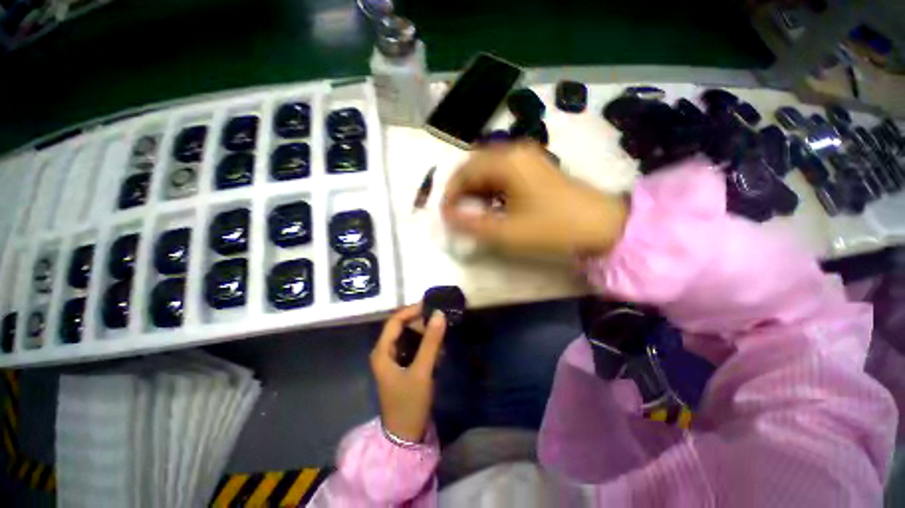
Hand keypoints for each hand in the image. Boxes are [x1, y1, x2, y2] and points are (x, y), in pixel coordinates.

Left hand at [370, 304, 446, 442]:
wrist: (405, 437)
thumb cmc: (409, 403)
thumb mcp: (422, 371)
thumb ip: (431, 342)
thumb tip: (439, 314)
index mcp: (382, 351)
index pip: (395, 321)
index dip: (412, 310)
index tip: (431, 306)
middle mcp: (385, 352)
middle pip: (402, 327)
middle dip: (421, 322)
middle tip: (440, 321)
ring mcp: (394, 360)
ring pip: (409, 337)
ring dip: (425, 334)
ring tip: (442, 335)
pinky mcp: (402, 367)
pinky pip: (414, 348)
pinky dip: (425, 345)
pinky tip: (438, 350)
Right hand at [442, 142, 628, 256]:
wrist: (601, 226)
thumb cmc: (551, 228)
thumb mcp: (506, 232)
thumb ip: (471, 224)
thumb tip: (447, 216)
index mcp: (506, 161)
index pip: (464, 172)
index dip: (450, 194)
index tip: (445, 216)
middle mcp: (514, 152)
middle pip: (475, 167)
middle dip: (462, 192)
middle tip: (458, 215)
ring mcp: (527, 159)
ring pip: (488, 171)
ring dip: (476, 191)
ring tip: (473, 214)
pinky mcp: (535, 169)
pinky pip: (503, 175)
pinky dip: (491, 191)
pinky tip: (493, 207)